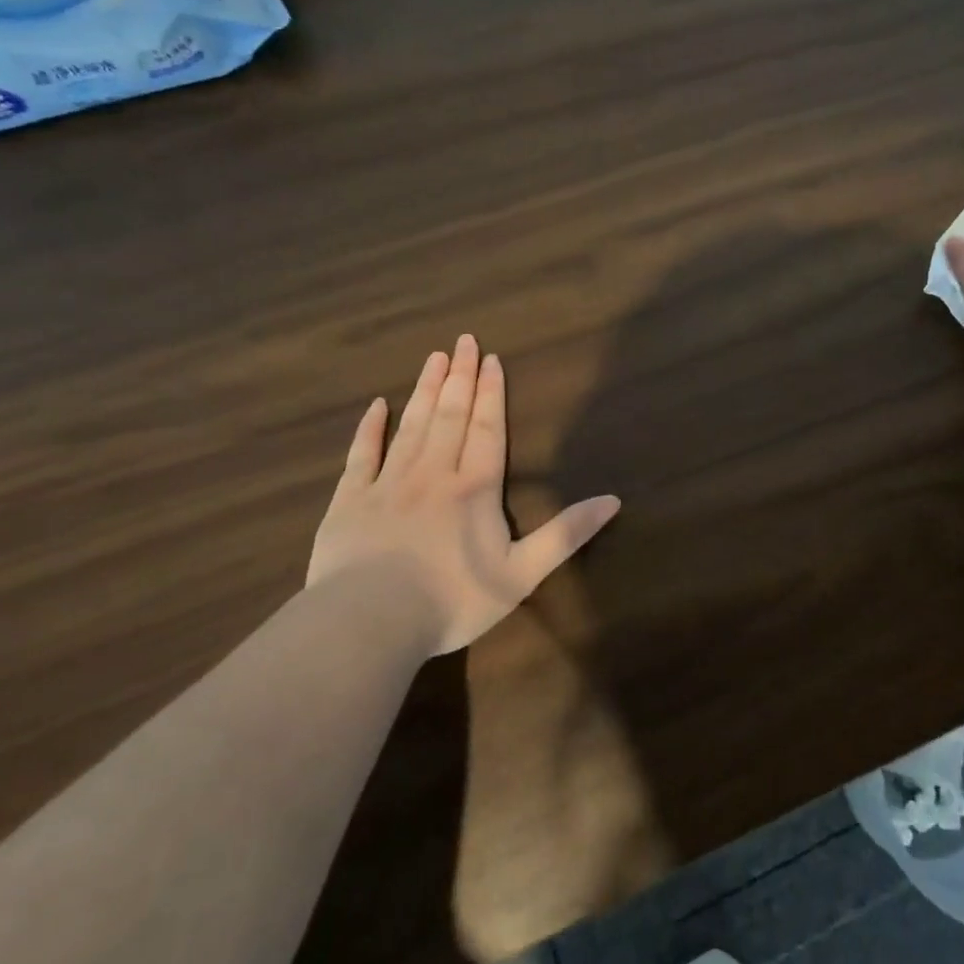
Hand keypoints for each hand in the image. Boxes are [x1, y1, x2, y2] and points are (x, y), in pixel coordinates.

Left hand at [308, 335, 620, 654]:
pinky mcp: (349, 500)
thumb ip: (566, 534)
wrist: (369, 622)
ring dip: (424, 390)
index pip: (487, 429)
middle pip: (450, 415)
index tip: (490, 358)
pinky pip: (361, 454)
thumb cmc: (452, 600)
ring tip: (433, 358)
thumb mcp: (522, 574)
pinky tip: (376, 405)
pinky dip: (369, 428)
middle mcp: (433, 473)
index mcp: (474, 488)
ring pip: (411, 426)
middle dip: (459, 377)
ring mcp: (387, 483)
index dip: (491, 393)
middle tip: (463, 340)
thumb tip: (613, 500)